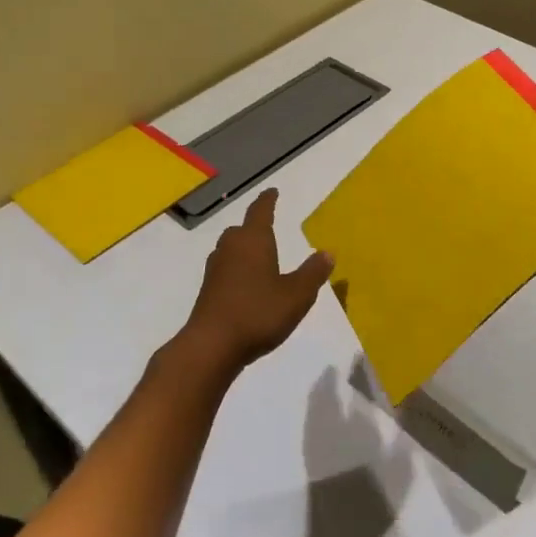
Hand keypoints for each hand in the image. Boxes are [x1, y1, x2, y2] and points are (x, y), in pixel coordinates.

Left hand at [180, 189, 333, 378]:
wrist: (211, 345)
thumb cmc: (258, 313)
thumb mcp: (296, 295)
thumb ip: (312, 273)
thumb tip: (327, 253)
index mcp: (253, 240)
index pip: (261, 211)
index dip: (268, 200)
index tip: (272, 191)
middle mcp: (231, 248)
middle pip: (242, 229)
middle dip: (255, 226)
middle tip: (268, 226)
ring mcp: (215, 269)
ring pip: (231, 248)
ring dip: (244, 248)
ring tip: (259, 256)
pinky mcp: (207, 290)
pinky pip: (225, 268)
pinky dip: (237, 268)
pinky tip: (247, 284)